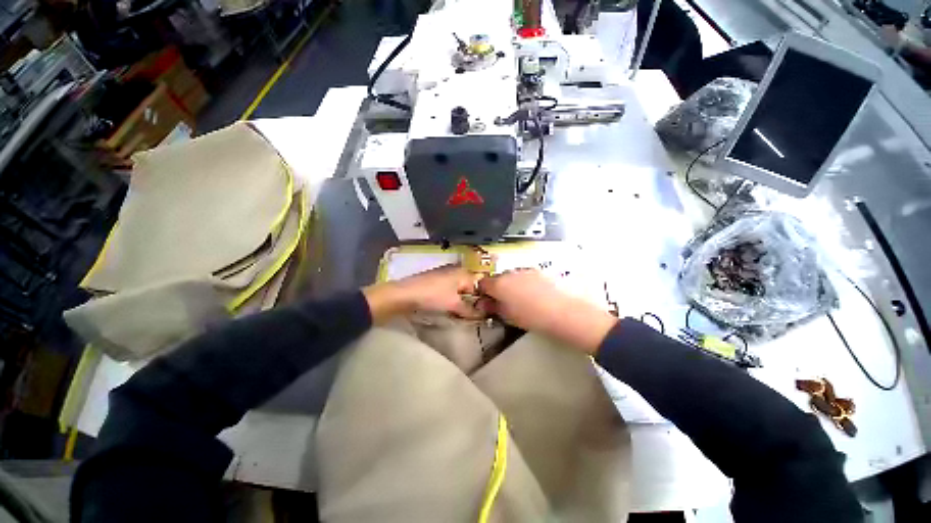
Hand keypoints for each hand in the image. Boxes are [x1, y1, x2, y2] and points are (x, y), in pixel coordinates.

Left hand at [363, 266, 483, 322]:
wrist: (405, 294)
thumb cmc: (433, 296)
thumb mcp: (454, 304)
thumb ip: (469, 310)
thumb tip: (482, 315)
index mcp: (463, 272)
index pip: (479, 285)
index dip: (481, 299)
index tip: (482, 312)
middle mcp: (455, 270)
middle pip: (469, 287)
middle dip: (470, 300)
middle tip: (470, 314)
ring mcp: (444, 274)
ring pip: (458, 288)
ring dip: (460, 300)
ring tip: (459, 312)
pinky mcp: (435, 279)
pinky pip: (449, 289)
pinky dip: (450, 298)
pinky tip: (447, 307)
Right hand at [477, 269, 616, 354]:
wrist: (564, 312)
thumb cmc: (533, 317)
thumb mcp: (509, 316)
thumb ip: (494, 307)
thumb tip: (484, 304)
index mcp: (499, 284)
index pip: (482, 283)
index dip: (483, 292)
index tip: (487, 301)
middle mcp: (510, 273)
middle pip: (498, 278)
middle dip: (498, 288)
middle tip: (505, 302)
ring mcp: (526, 270)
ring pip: (512, 276)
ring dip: (512, 285)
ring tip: (522, 300)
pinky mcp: (540, 271)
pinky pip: (526, 275)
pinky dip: (525, 283)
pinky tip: (535, 295)